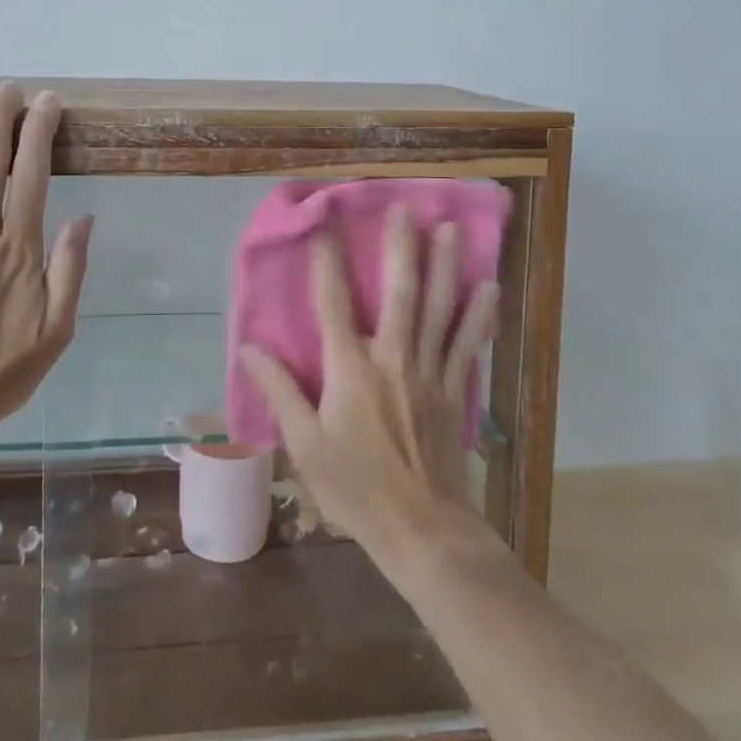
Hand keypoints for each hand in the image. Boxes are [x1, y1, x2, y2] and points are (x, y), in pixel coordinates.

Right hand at [242, 206, 498, 562]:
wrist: (423, 531)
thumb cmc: (356, 488)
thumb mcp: (305, 445)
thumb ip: (280, 391)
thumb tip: (248, 347)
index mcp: (350, 369)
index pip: (332, 301)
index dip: (327, 258)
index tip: (324, 221)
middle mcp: (392, 358)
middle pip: (398, 293)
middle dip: (401, 248)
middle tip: (405, 209)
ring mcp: (428, 372)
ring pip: (439, 309)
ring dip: (445, 267)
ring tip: (450, 229)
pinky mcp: (453, 391)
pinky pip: (467, 345)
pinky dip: (479, 315)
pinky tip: (491, 288)